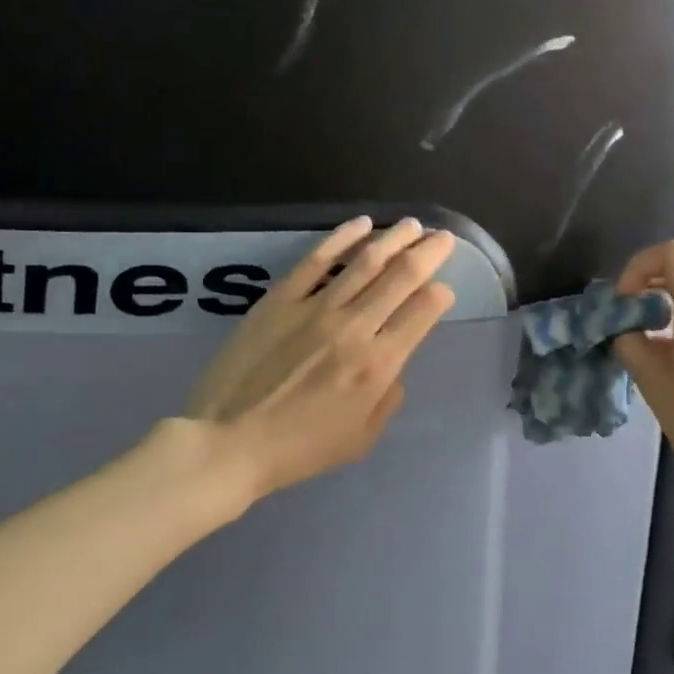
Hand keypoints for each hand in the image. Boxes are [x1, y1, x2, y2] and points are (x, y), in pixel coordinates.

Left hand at [183, 216, 456, 502]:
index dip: (440, 294)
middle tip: (443, 238)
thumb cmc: (300, 449)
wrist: (229, 441)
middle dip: (428, 253)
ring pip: (365, 260)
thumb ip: (388, 399)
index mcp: (378, 364)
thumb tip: (394, 365)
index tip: (443, 289)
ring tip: (412, 225)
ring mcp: (315, 307)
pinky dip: (342, 238)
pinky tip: (361, 225)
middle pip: (402, 276)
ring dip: (394, 238)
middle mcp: (354, 327)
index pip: (423, 312)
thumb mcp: (361, 439)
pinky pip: (317, 259)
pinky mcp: (280, 299)